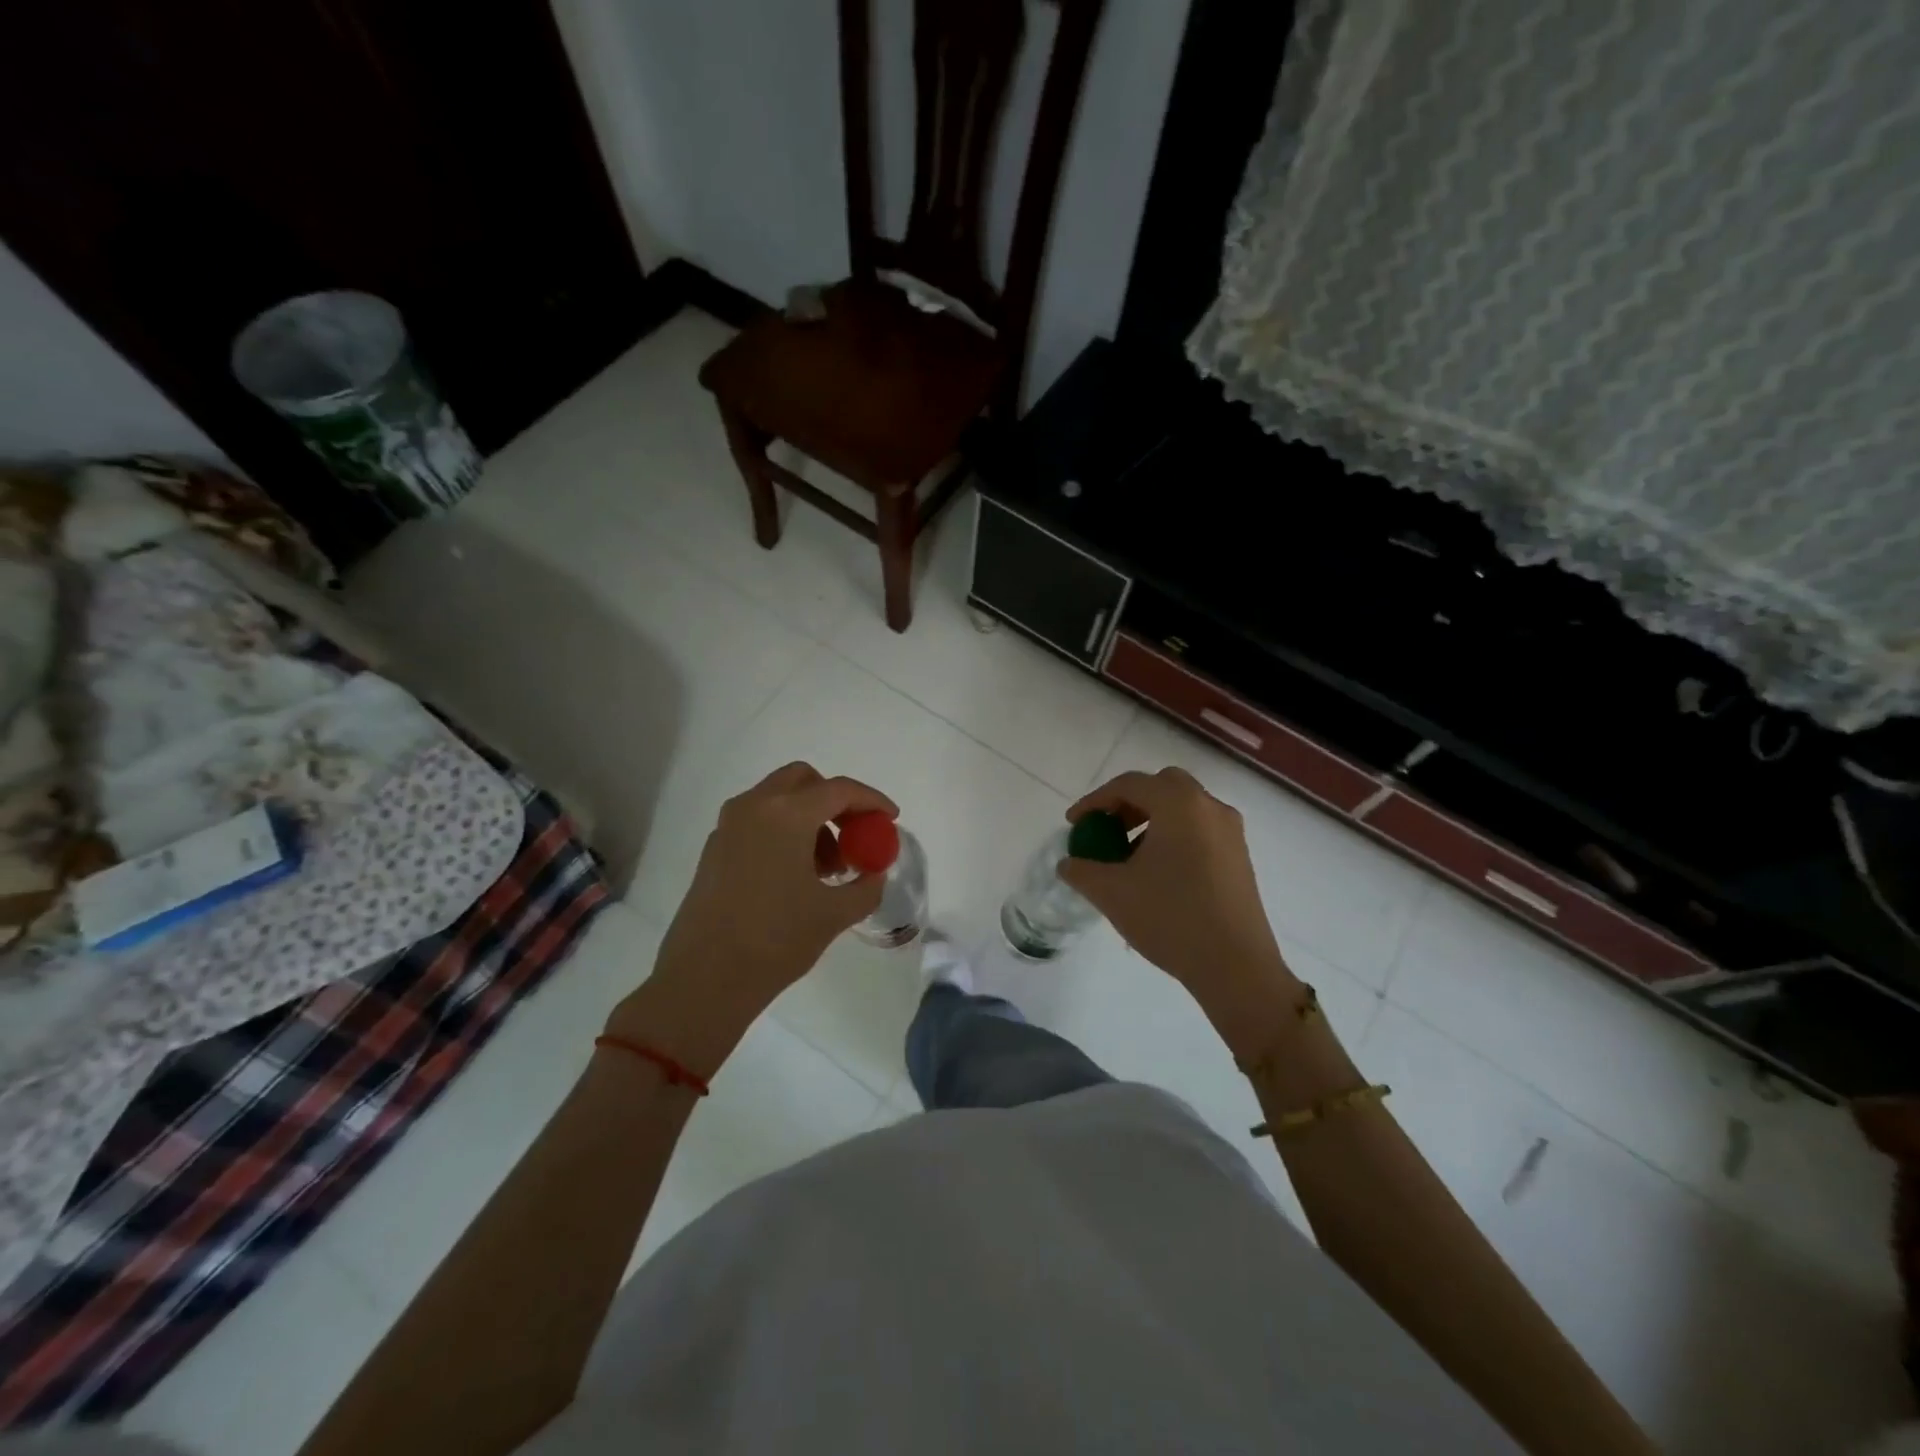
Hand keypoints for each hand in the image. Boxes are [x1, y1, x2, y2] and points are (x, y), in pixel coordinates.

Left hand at [607, 763, 895, 1073]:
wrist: (703, 980)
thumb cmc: (775, 941)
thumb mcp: (834, 915)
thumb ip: (866, 886)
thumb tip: (874, 872)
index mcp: (786, 815)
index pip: (839, 790)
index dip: (871, 801)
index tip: (890, 818)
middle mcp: (754, 807)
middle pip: (803, 780)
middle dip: (834, 800)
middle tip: (853, 834)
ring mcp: (728, 826)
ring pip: (778, 799)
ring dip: (809, 818)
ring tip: (827, 868)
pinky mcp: (714, 849)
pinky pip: (757, 821)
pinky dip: (783, 832)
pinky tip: (794, 876)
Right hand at [1060, 767, 1299, 1059]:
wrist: (1235, 966)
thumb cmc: (1170, 918)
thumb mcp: (1112, 893)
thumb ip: (1082, 871)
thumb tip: (1068, 864)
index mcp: (1178, 804)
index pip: (1129, 785)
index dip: (1095, 801)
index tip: (1074, 825)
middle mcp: (1209, 807)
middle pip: (1162, 786)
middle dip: (1129, 803)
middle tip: (1106, 829)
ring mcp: (1231, 831)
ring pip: (1184, 807)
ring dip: (1152, 819)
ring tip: (1129, 856)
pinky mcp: (1240, 856)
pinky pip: (1200, 829)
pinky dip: (1174, 835)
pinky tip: (1159, 872)